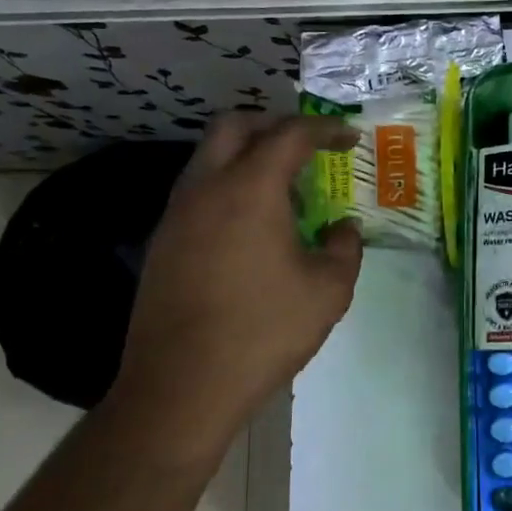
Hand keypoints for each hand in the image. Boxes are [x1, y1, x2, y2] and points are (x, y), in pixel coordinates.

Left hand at [108, 114, 363, 453]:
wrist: (181, 386)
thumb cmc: (263, 331)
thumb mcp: (328, 291)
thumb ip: (344, 248)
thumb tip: (342, 229)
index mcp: (250, 189)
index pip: (290, 134)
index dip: (325, 129)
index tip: (349, 137)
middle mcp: (206, 188)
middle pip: (234, 126)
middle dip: (274, 124)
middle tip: (307, 147)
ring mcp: (176, 214)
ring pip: (209, 157)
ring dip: (248, 156)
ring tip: (285, 193)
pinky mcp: (162, 242)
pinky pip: (198, 191)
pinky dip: (228, 187)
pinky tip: (252, 229)